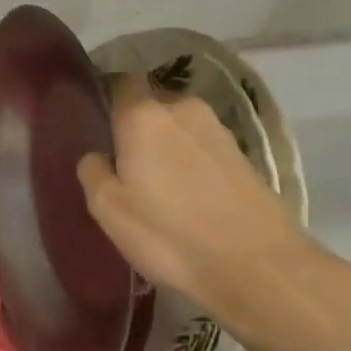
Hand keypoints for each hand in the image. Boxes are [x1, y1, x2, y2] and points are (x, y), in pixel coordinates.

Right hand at [76, 74, 320, 321]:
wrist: (258, 267)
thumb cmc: (168, 234)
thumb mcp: (108, 209)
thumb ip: (93, 172)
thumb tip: (98, 156)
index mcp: (144, 117)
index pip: (121, 82)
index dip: (107, 95)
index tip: (95, 119)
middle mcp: (184, 111)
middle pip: (152, 106)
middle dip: (137, 127)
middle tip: (122, 162)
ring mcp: (220, 133)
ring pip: (180, 129)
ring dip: (166, 147)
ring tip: (155, 184)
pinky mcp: (245, 159)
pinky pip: (203, 150)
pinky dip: (192, 165)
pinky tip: (186, 197)